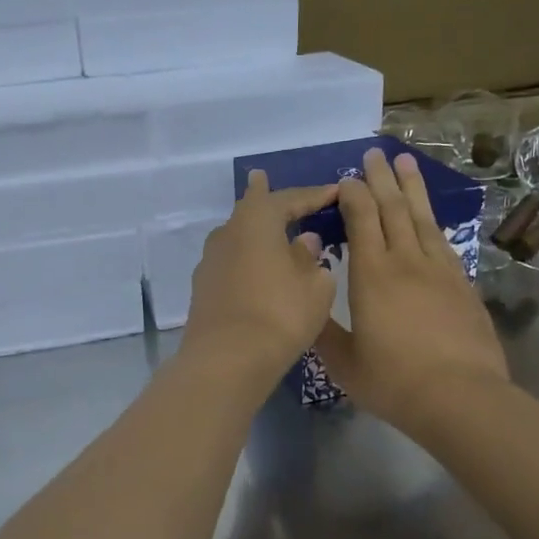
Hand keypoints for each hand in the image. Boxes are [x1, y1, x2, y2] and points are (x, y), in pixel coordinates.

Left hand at [180, 171, 339, 390]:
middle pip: (250, 209)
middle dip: (264, 197)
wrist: (227, 360)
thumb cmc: (280, 314)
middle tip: (263, 179)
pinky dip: (246, 258)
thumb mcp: (314, 286)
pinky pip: (231, 262)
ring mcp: (210, 261)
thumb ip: (311, 258)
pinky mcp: (203, 288)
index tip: (335, 191)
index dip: (314, 195)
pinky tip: (253, 266)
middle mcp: (227, 233)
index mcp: (257, 221)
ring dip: (253, 230)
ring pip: (236, 236)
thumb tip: (303, 242)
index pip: (289, 199)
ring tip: (262, 224)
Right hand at [315, 148, 508, 437]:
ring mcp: (439, 270)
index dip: (353, 195)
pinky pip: (443, 241)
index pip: (362, 220)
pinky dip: (433, 222)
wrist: (460, 396)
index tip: (346, 179)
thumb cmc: (394, 381)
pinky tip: (430, 218)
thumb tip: (307, 308)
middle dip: (381, 179)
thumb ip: (323, 332)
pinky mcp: (462, 285)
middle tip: (374, 154)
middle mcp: (406, 261)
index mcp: (372, 275)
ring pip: (422, 218)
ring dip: (412, 189)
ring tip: (405, 163)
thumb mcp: (344, 363)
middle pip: (393, 209)